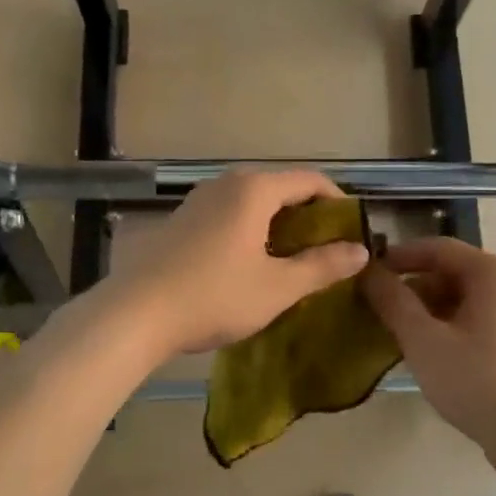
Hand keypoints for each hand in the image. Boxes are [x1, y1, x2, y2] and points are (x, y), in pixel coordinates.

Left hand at [111, 169, 369, 357]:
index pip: (311, 181)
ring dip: (280, 226)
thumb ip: (322, 266)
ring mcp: (200, 200)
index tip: (353, 233)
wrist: (135, 315)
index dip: (339, 203)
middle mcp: (227, 183)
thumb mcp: (278, 287)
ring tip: (294, 262)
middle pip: (282, 188)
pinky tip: (253, 266)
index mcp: (254, 190)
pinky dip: (253, 231)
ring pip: (255, 203)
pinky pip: (231, 215)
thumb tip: (360, 251)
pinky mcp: (183, 220)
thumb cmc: (214, 297)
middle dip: (309, 217)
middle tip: (327, 252)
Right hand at [362, 238, 495, 453]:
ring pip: (464, 297)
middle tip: (379, 308)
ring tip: (398, 331)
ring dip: (429, 309)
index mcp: (494, 272)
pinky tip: (429, 349)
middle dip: (413, 287)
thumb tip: (367, 271)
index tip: (367, 272)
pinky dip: (450, 324)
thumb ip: (393, 301)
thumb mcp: (424, 340)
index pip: (437, 248)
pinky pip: (478, 317)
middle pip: (452, 272)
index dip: (398, 257)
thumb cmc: (475, 381)